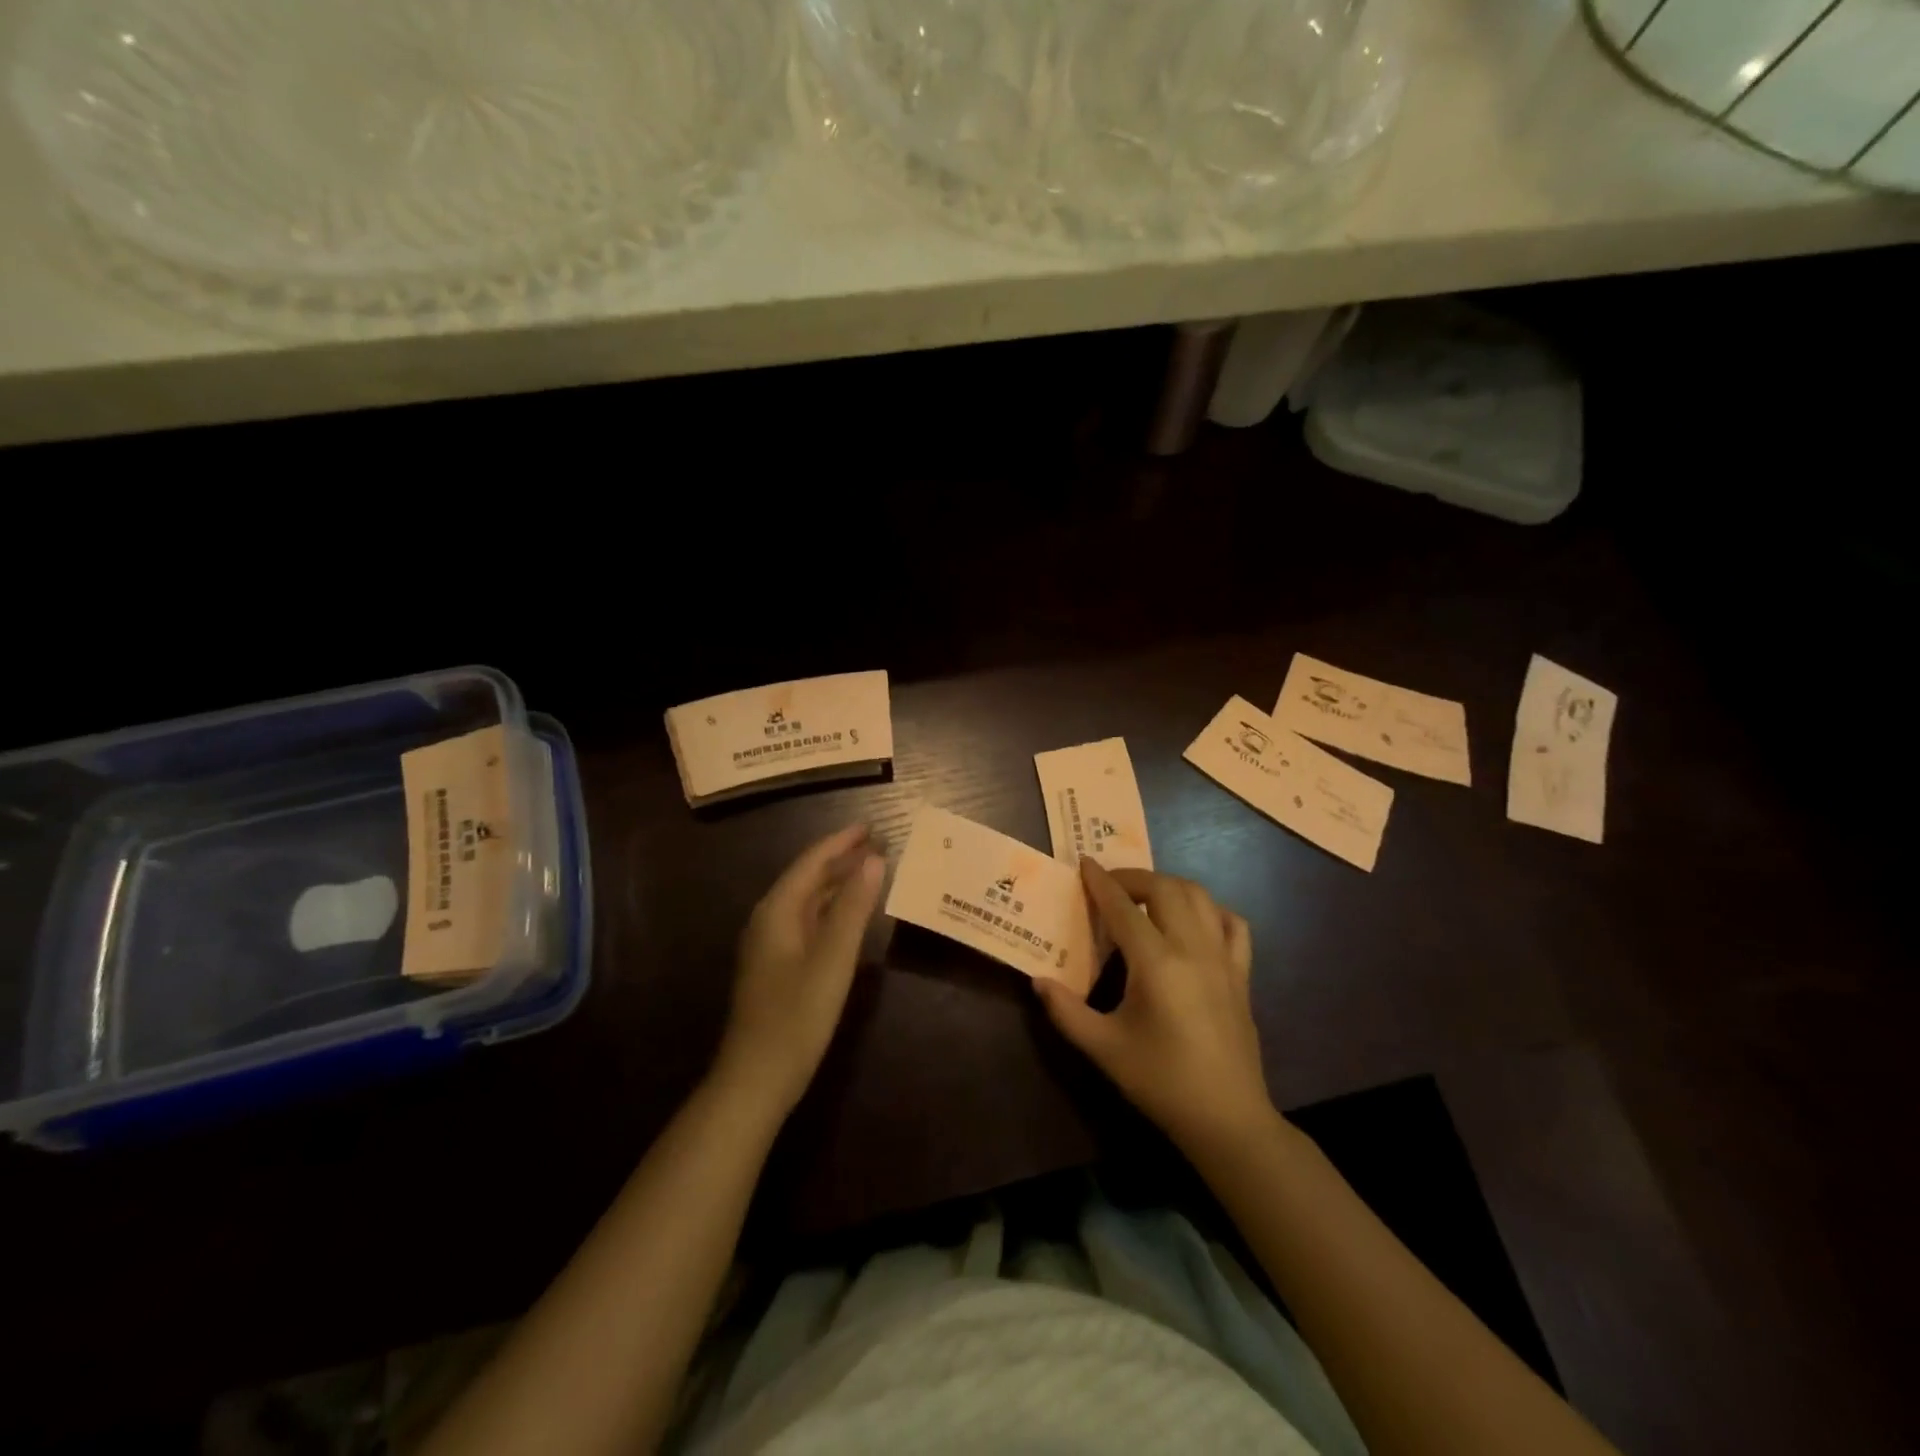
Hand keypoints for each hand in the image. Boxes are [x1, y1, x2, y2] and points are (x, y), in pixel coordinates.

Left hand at [712, 824, 885, 1119]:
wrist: (756, 1079)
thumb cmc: (796, 1016)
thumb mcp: (832, 958)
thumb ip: (853, 907)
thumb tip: (875, 860)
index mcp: (777, 910)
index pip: (811, 862)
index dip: (841, 842)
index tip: (872, 826)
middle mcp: (769, 920)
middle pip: (808, 878)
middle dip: (842, 859)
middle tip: (879, 846)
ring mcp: (771, 945)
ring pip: (808, 901)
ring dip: (837, 884)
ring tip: (871, 871)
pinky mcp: (778, 967)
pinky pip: (808, 923)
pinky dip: (832, 910)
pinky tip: (850, 916)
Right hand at [1034, 861, 1273, 1152]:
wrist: (1227, 1119)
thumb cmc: (1161, 1082)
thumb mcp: (1104, 1049)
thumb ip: (1066, 1011)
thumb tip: (1038, 980)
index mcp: (1156, 963)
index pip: (1123, 907)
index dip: (1101, 882)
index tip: (1084, 863)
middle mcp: (1193, 948)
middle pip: (1165, 888)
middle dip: (1134, 877)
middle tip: (1109, 886)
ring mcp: (1223, 959)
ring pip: (1200, 897)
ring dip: (1169, 886)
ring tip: (1145, 897)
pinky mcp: (1242, 974)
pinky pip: (1232, 924)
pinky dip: (1211, 910)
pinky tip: (1194, 921)